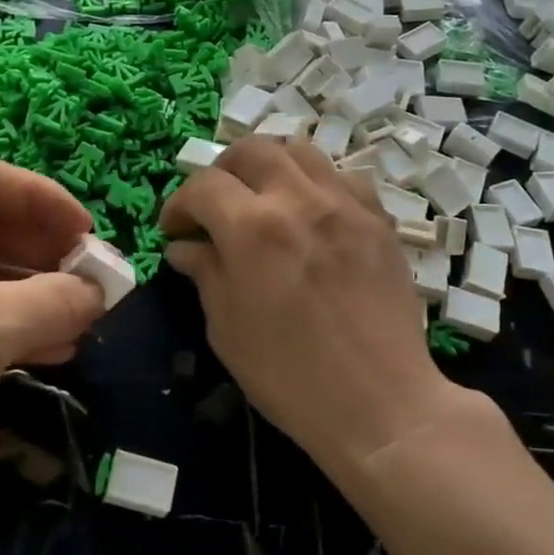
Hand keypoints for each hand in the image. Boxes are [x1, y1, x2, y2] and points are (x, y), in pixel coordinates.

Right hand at [160, 138, 469, 479]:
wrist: (380, 404)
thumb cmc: (289, 376)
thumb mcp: (226, 328)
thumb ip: (205, 273)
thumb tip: (185, 246)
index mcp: (252, 228)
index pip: (203, 186)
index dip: (178, 204)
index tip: (174, 231)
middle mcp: (299, 200)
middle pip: (252, 150)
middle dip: (221, 173)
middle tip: (214, 207)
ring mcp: (345, 205)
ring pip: (300, 150)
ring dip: (270, 166)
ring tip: (262, 199)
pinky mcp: (378, 220)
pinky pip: (343, 177)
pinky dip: (317, 182)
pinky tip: (311, 213)